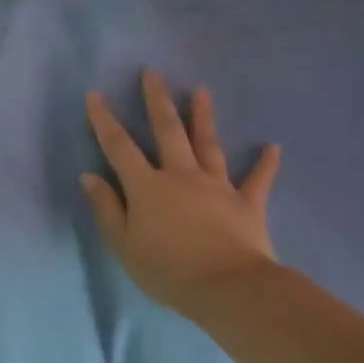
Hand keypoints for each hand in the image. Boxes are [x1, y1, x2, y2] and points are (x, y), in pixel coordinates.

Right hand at [81, 71, 281, 317]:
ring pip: (209, 144)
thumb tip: (90, 177)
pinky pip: (257, 180)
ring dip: (204, 117)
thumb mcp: (123, 244)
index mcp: (147, 187)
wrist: (228, 289)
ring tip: (200, 91)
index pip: (119, 147)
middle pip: (168, 131)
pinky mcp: (247, 203)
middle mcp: (181, 176)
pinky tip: (272, 147)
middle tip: (152, 73)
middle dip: (157, 101)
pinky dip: (265, 164)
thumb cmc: (167, 270)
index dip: (104, 120)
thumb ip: (107, 208)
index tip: (95, 95)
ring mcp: (217, 186)